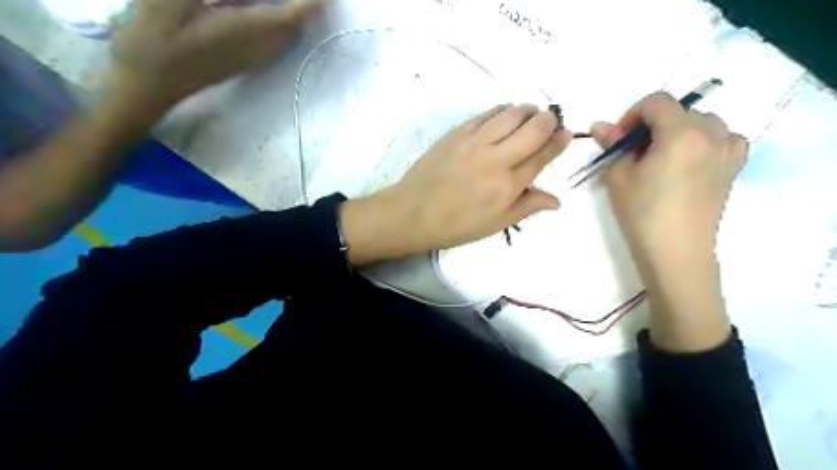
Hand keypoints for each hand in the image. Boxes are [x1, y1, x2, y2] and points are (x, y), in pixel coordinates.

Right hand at [104, 0, 325, 114]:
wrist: (149, 87)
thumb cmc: (151, 43)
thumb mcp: (167, 1)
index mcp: (245, 32)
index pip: (291, 16)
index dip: (310, 3)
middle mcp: (258, 48)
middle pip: (293, 24)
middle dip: (305, 5)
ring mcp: (253, 58)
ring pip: (285, 35)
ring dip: (294, 13)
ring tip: (299, 2)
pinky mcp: (244, 61)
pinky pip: (274, 40)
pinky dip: (280, 22)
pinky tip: (271, 9)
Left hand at [344, 103, 571, 265]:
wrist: (414, 212)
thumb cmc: (456, 225)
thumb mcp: (496, 224)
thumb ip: (527, 207)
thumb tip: (557, 200)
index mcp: (509, 185)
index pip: (543, 155)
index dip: (559, 142)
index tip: (567, 133)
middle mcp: (497, 158)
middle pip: (534, 128)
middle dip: (549, 120)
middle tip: (549, 121)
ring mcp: (476, 141)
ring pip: (512, 113)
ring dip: (527, 110)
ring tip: (529, 114)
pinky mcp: (458, 132)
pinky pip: (487, 113)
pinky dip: (502, 110)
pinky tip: (504, 114)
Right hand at [591, 91, 749, 350]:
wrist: (676, 251)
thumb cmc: (643, 213)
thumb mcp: (619, 177)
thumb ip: (612, 145)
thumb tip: (599, 125)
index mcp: (681, 132)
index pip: (657, 102)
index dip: (633, 113)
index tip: (620, 138)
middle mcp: (711, 134)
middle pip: (680, 111)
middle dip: (654, 125)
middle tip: (636, 152)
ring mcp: (727, 151)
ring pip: (704, 123)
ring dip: (680, 130)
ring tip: (663, 156)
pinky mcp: (734, 169)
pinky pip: (726, 139)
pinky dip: (708, 141)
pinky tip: (693, 160)